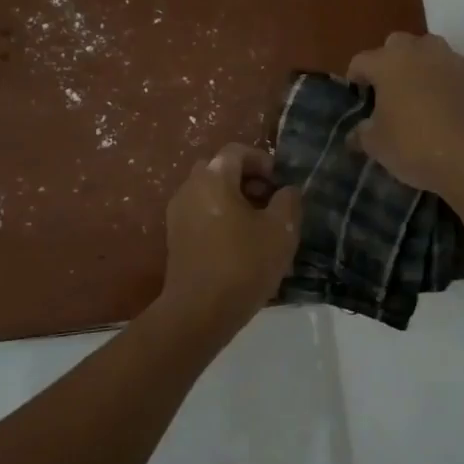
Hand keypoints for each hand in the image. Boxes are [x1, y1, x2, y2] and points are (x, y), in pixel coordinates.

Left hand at [159, 144, 302, 329]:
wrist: (199, 311)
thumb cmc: (244, 264)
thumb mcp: (281, 230)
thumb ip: (288, 201)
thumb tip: (286, 190)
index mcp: (213, 178)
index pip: (237, 151)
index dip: (263, 161)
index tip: (280, 183)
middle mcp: (190, 188)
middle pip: (220, 169)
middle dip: (247, 179)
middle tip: (269, 201)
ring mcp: (178, 213)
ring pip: (209, 193)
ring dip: (234, 200)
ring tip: (259, 226)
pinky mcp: (175, 238)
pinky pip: (201, 214)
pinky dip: (220, 217)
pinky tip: (240, 244)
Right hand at [347, 32, 463, 196]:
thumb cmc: (413, 146)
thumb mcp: (376, 145)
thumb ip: (361, 133)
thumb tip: (356, 132)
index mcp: (387, 62)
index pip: (361, 61)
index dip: (355, 80)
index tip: (357, 100)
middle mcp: (418, 50)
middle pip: (395, 45)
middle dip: (388, 63)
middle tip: (387, 93)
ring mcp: (450, 59)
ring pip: (428, 50)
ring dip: (419, 64)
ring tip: (418, 92)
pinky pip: (454, 67)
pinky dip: (447, 77)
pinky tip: (446, 100)